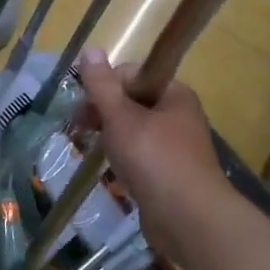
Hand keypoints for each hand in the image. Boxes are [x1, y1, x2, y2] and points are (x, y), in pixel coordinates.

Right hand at [76, 49, 232, 264]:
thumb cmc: (154, 159)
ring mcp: (177, 146)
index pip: (131, 74)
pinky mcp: (171, 173)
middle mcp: (179, 115)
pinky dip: (123, 158)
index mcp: (173, 93)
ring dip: (110, 136)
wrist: (190, 219)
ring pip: (134, 130)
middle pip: (131, 101)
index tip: (85, 106)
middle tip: (79, 129)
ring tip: (90, 149)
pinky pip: (141, 156)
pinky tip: (110, 170)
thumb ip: (102, 85)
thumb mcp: (121, 117)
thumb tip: (90, 49)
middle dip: (103, 112)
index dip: (104, 86)